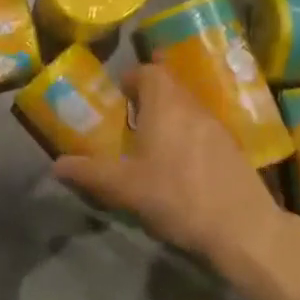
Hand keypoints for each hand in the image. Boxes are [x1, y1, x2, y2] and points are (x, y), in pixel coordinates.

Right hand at [53, 64, 284, 267]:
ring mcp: (218, 126)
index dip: (131, 79)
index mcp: (165, 103)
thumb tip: (56, 165)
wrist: (243, 228)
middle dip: (148, 99)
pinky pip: (203, 129)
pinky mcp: (234, 149)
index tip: (117, 98)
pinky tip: (180, 168)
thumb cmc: (177, 196)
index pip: (148, 71)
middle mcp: (193, 105)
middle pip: (169, 87)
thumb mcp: (124, 187)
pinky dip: (188, 137)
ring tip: (151, 146)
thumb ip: (88, 173)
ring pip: (188, 108)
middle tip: (129, 122)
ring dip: (169, 118)